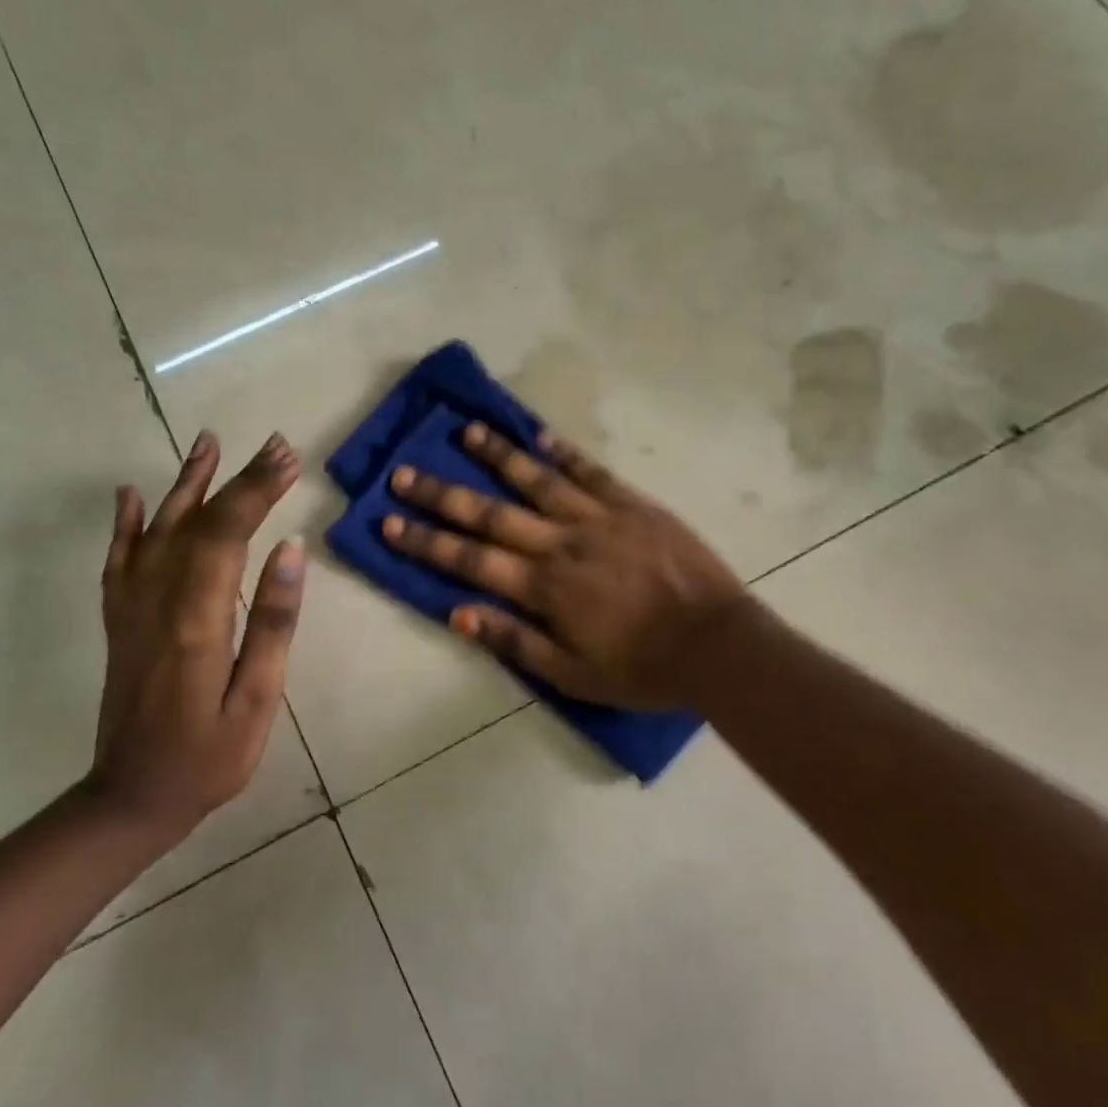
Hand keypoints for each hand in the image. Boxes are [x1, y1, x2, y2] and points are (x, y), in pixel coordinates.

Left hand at [88, 430, 304, 849]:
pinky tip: (130, 495)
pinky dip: (125, 524)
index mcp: (197, 618)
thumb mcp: (258, 699)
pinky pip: (118, 561)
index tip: (288, 458)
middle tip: (275, 446)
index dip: (257, 490)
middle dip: (239, 479)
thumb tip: (291, 549)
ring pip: (157, 530)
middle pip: (199, 522)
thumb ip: (273, 622)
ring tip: (208, 443)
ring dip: (186, 484)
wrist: (131, 799)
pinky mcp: (119, 621)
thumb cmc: (209, 757)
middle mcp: (157, 600)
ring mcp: (131, 608)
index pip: (228, 533)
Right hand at [381, 424, 744, 709]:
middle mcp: (562, 544)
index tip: (389, 521)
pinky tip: (538, 434)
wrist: (718, 643)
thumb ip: (515, 642)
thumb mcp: (573, 675)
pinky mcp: (633, 504)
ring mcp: (599, 518)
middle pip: (491, 514)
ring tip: (466, 431)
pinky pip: (591, 471)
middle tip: (405, 473)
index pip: (471, 561)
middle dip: (443, 494)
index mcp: (545, 588)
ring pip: (538, 480)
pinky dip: (563, 451)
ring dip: (498, 456)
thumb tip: (459, 614)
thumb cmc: (643, 668)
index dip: (426, 541)